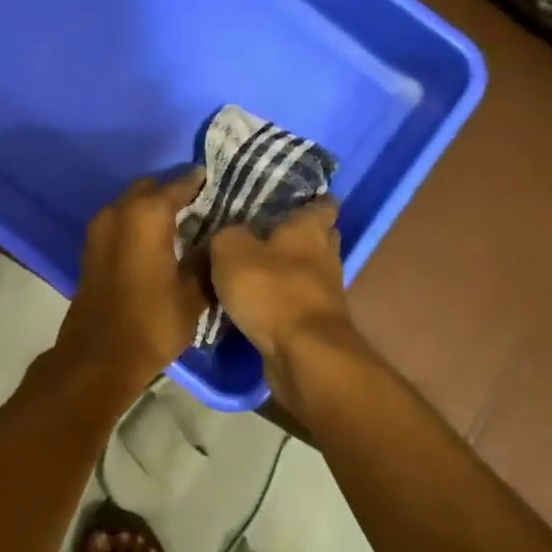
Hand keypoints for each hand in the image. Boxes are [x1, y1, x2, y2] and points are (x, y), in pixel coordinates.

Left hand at [51, 170, 209, 389]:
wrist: (98, 357)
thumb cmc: (152, 323)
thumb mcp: (193, 294)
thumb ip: (206, 259)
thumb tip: (217, 240)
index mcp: (147, 215)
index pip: (178, 184)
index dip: (198, 182)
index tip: (217, 181)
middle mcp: (119, 212)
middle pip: (150, 188)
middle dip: (173, 191)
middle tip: (201, 202)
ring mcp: (99, 228)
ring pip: (132, 203)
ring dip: (153, 206)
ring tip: (183, 220)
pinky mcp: (91, 247)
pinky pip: (120, 220)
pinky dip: (138, 221)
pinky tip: (159, 238)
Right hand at [207, 199, 355, 373]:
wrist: (303, 354)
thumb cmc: (272, 291)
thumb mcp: (231, 251)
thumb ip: (226, 235)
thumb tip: (226, 234)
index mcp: (311, 228)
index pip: (322, 203)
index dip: (308, 198)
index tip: (286, 198)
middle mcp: (325, 255)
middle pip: (317, 236)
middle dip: (295, 234)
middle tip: (261, 231)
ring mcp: (325, 291)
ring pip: (306, 270)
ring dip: (286, 270)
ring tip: (251, 267)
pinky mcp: (317, 322)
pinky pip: (297, 301)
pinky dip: (281, 299)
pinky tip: (256, 301)